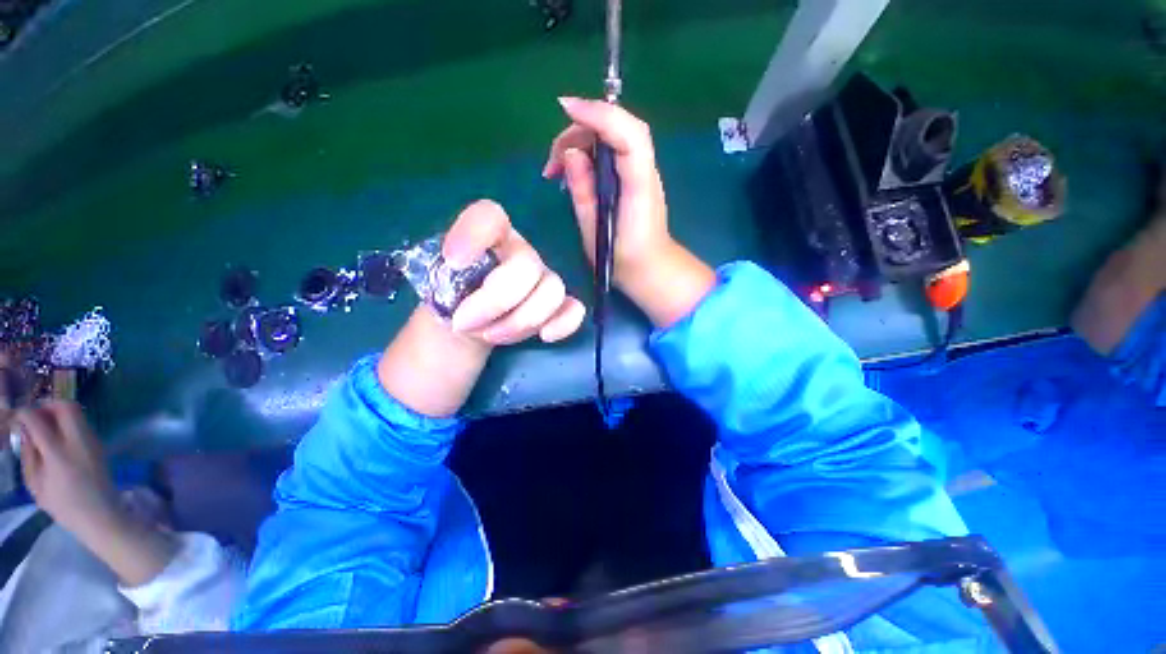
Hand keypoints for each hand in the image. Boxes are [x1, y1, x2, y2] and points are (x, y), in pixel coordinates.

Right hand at [14, 401, 120, 537]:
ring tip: (44, 427)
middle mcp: (78, 442)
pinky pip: (82, 423)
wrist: (102, 516)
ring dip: (58, 413)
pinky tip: (58, 437)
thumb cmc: (64, 507)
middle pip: (65, 406)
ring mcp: (93, 441)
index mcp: (58, 454)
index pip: (37, 421)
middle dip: (46, 406)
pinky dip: (68, 423)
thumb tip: (25, 431)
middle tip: (34, 417)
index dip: (23, 413)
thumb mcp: (36, 484)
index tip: (15, 416)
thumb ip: (29, 455)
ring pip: (76, 412)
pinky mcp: (100, 444)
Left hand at [443, 199, 585, 344]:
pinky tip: (545, 336)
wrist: (468, 324)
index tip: (453, 262)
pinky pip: (574, 310)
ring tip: (490, 336)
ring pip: (552, 291)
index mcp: (490, 239)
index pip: (490, 217)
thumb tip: (455, 281)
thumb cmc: (451, 301)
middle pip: (527, 266)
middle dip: (496, 301)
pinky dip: (564, 323)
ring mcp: (544, 280)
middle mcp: (522, 254)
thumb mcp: (431, 286)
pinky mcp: (558, 306)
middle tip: (465, 323)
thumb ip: (441, 276)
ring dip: (521, 320)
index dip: (475, 234)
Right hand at [543, 98, 715, 328]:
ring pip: (611, 137)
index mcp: (639, 184)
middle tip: (551, 163)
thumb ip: (583, 189)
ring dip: (579, 143)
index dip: (598, 114)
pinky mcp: (634, 177)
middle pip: (616, 129)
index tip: (565, 108)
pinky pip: (612, 152)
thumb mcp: (594, 228)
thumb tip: (570, 154)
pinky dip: (589, 154)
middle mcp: (645, 170)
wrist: (649, 269)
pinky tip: (571, 170)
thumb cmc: (621, 257)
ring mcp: (642, 171)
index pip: (627, 134)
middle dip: (578, 133)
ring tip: (554, 170)